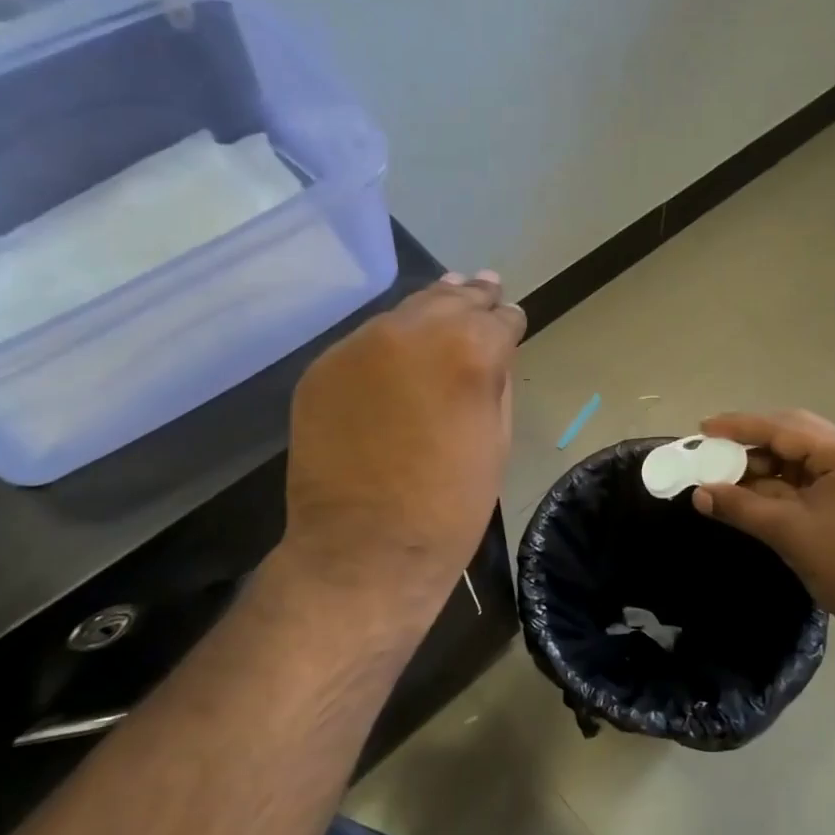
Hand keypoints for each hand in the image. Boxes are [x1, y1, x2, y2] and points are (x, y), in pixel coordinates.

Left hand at [278, 273, 523, 609]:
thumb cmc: (450, 506)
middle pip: (449, 300)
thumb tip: (491, 355)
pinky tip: (399, 352)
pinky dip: (387, 344)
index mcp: (469, 350)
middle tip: (486, 285)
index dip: (509, 322)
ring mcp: (359, 346)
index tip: (512, 323)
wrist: (364, 549)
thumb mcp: (497, 441)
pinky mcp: (322, 369)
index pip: (499, 318)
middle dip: (472, 298)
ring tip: (448, 296)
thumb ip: (496, 383)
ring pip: (403, 313)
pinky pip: (365, 343)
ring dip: (429, 310)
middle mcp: (412, 331)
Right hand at [693, 410, 834, 641]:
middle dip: (749, 441)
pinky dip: (772, 485)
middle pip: (790, 436)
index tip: (703, 428)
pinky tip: (745, 493)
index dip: (739, 427)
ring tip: (722, 474)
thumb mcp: (787, 531)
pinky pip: (800, 482)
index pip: (783, 428)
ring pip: (794, 460)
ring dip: (759, 465)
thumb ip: (740, 507)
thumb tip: (698, 493)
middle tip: (712, 447)